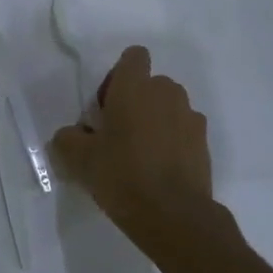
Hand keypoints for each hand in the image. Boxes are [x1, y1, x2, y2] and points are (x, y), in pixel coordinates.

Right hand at [50, 46, 211, 225]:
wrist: (174, 216)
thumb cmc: (121, 175)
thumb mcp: (78, 158)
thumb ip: (68, 138)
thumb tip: (72, 135)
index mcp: (134, 86)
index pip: (133, 56)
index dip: (118, 76)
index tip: (106, 106)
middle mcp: (166, 93)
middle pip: (150, 84)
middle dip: (136, 101)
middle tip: (118, 133)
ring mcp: (190, 117)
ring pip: (169, 107)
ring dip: (156, 121)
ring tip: (141, 154)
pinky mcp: (204, 144)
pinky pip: (183, 131)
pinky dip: (173, 142)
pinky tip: (160, 170)